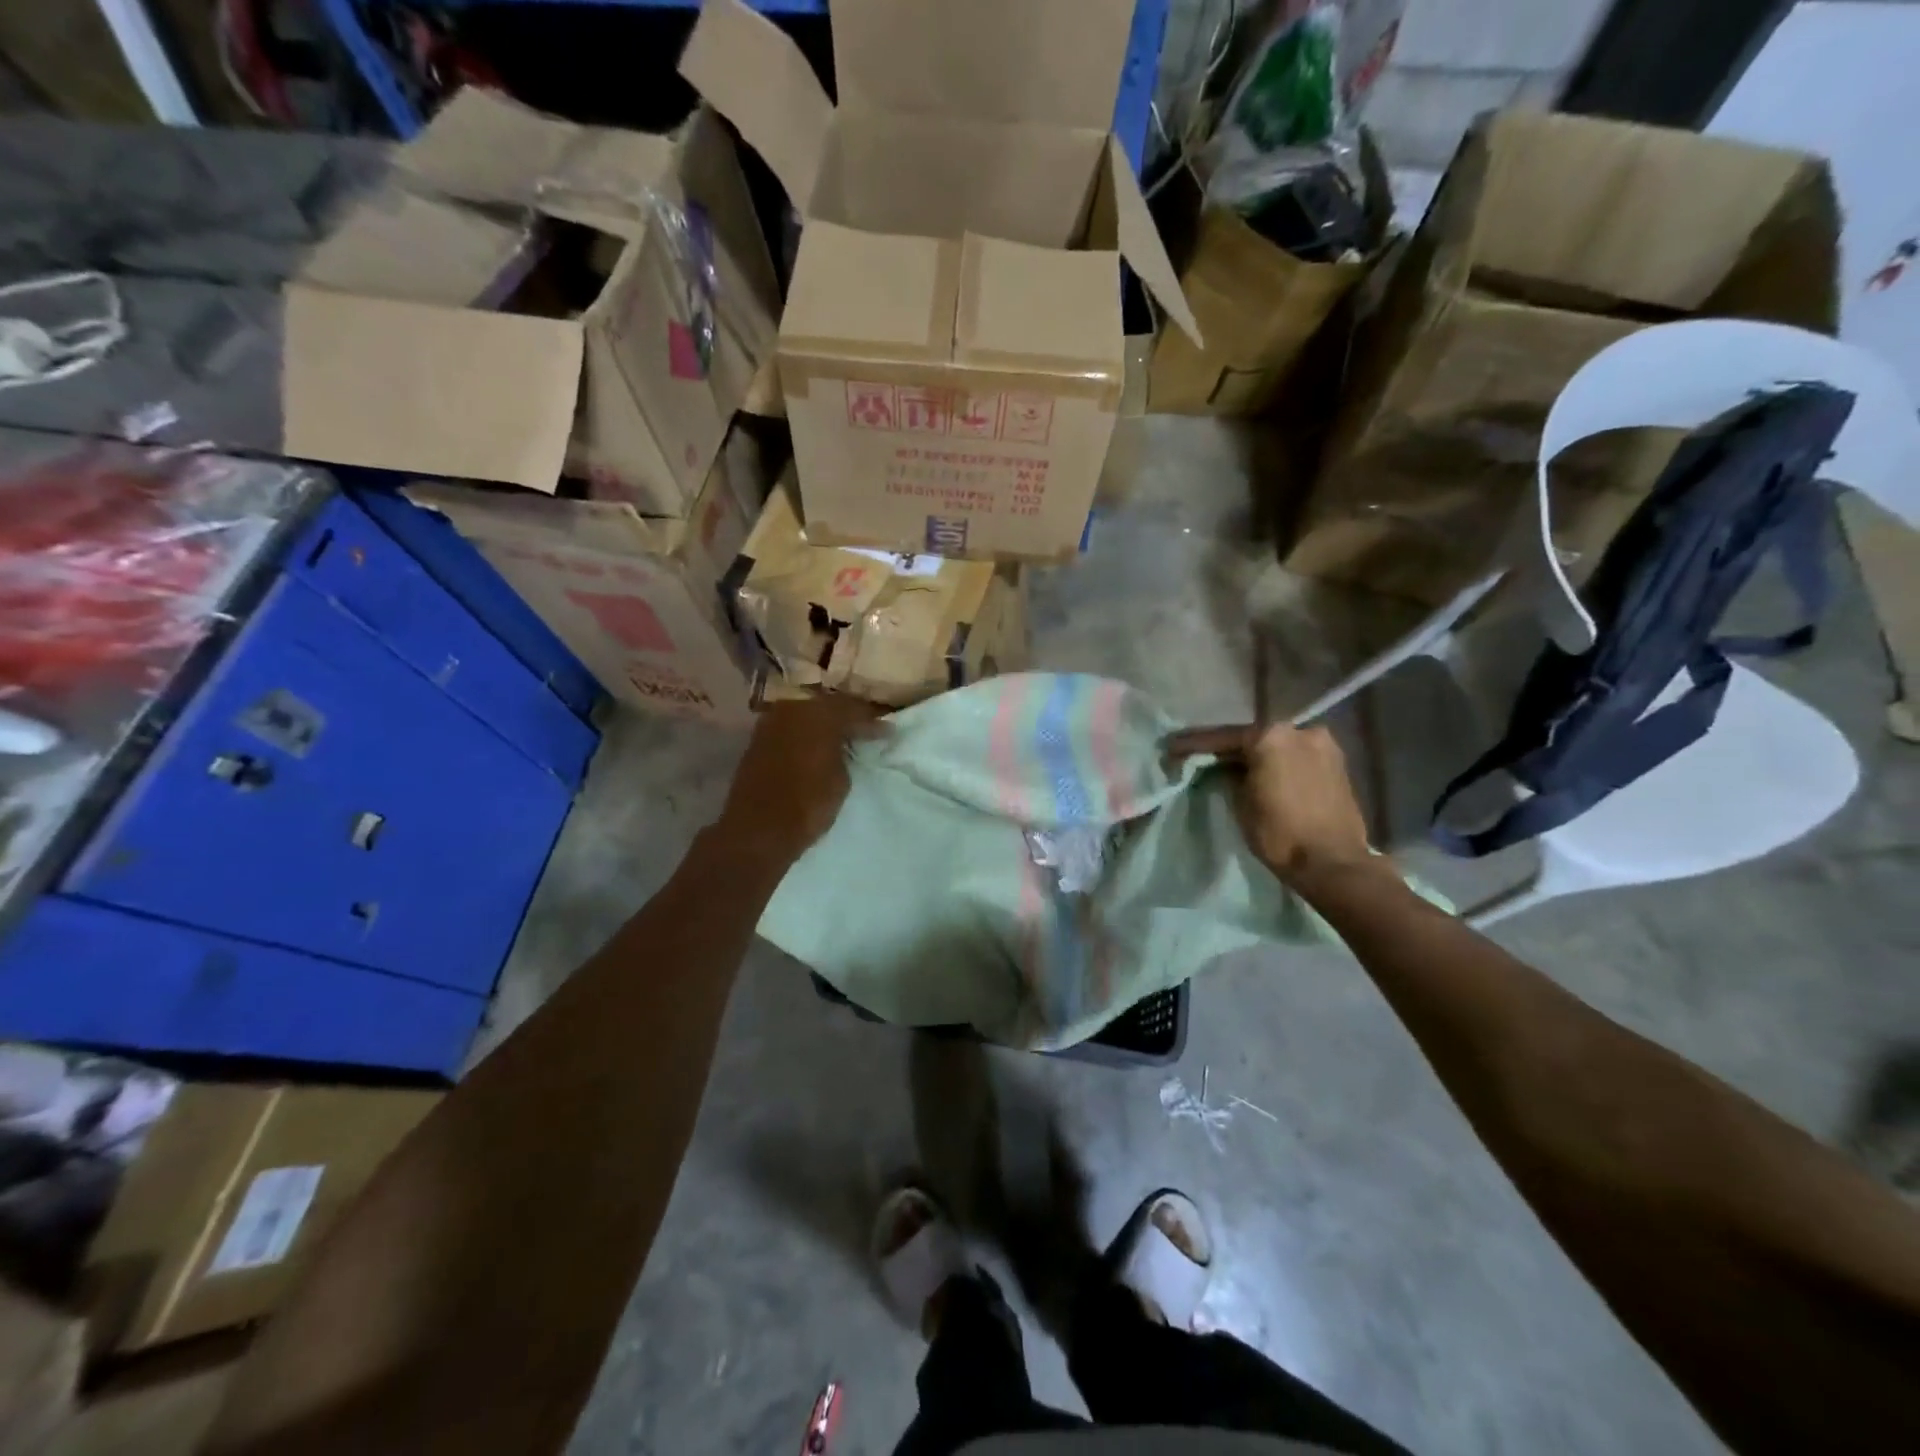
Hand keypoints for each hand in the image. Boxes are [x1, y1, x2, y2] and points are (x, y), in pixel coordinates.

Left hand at [715, 695, 882, 864]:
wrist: (758, 830)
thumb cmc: (808, 805)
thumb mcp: (841, 779)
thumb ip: (845, 753)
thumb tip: (845, 745)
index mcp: (819, 714)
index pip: (853, 708)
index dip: (872, 720)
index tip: (888, 730)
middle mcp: (793, 709)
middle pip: (827, 706)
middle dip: (846, 716)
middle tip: (864, 728)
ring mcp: (771, 722)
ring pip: (805, 714)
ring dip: (822, 723)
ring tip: (840, 737)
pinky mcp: (757, 739)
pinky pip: (789, 728)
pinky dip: (804, 733)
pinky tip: (815, 745)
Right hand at [1168, 722, 1377, 889]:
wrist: (1333, 863)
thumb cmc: (1280, 834)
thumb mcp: (1240, 804)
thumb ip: (1230, 776)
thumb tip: (1227, 768)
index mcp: (1271, 736)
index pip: (1223, 737)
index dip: (1193, 744)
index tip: (1171, 748)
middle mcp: (1299, 730)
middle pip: (1252, 736)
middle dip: (1226, 747)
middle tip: (1198, 756)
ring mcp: (1321, 744)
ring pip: (1276, 744)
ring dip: (1254, 754)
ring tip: (1229, 764)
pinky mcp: (1336, 762)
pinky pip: (1295, 755)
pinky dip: (1276, 761)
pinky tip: (1261, 771)